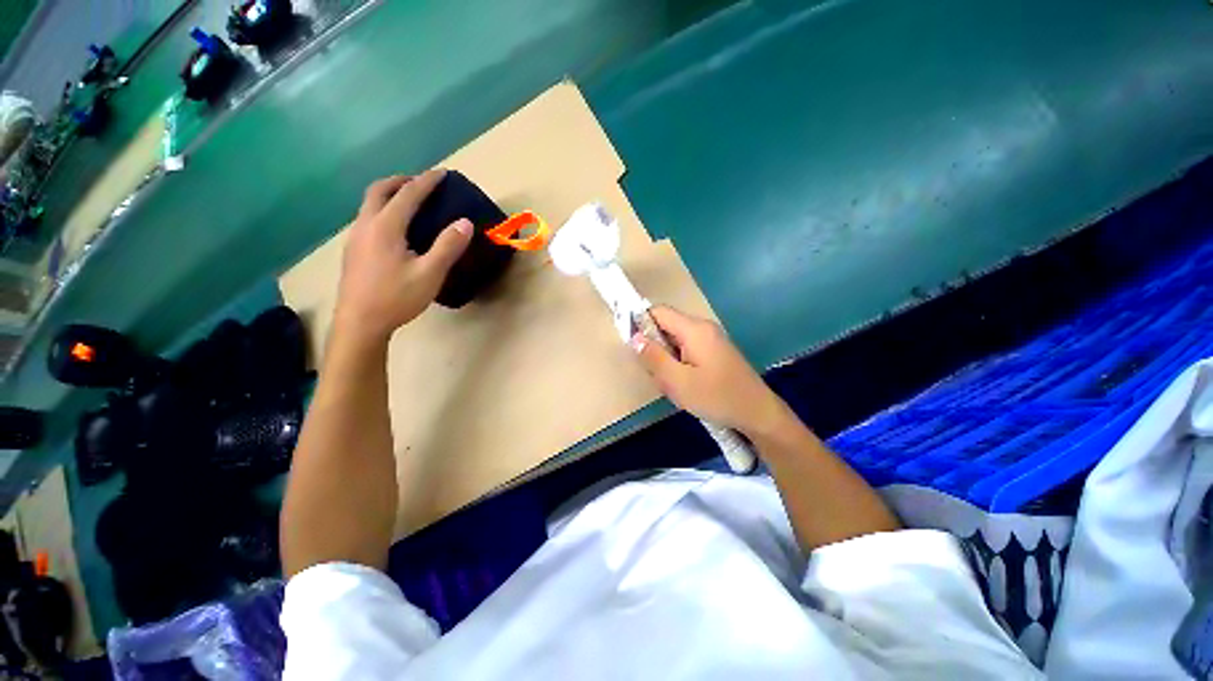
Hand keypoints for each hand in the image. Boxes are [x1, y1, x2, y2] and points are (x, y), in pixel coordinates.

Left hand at [333, 169, 471, 345]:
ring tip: (409, 203)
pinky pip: (367, 218)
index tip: (442, 173)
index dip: (426, 182)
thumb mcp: (429, 274)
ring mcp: (355, 237)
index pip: (407, 195)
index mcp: (385, 227)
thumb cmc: (396, 298)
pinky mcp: (353, 251)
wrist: (359, 323)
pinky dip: (382, 210)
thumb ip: (447, 247)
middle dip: (401, 181)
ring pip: (369, 204)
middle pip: (379, 190)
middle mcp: (366, 225)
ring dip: (389, 195)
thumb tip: (464, 222)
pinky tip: (394, 230)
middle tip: (420, 183)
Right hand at [633, 306, 791, 436]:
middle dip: (655, 349)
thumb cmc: (717, 397)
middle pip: (666, 327)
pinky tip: (685, 386)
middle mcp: (703, 328)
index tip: (633, 346)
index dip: (641, 323)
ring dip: (667, 361)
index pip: (658, 311)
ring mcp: (711, 340)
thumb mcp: (678, 381)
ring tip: (674, 386)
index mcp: (694, 329)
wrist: (758, 414)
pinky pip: (687, 352)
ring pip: (675, 342)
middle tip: (658, 375)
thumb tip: (635, 338)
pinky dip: (679, 366)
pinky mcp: (715, 353)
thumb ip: (654, 357)